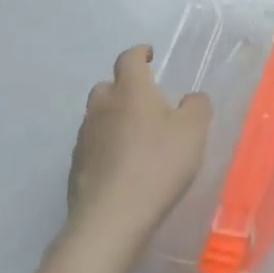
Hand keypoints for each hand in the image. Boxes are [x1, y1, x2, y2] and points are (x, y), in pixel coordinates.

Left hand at [64, 45, 212, 259]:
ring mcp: (84, 138)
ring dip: (113, 119)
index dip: (140, 53)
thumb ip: (197, 107)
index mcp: (131, 90)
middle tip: (145, 101)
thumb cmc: (158, 164)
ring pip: (98, 117)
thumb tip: (191, 98)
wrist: (111, 219)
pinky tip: (122, 167)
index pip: (129, 58)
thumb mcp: (194, 131)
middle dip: (123, 88)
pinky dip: (106, 148)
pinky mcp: (76, 168)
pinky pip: (93, 146)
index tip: (150, 55)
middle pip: (108, 86)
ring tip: (136, 138)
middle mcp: (102, 107)